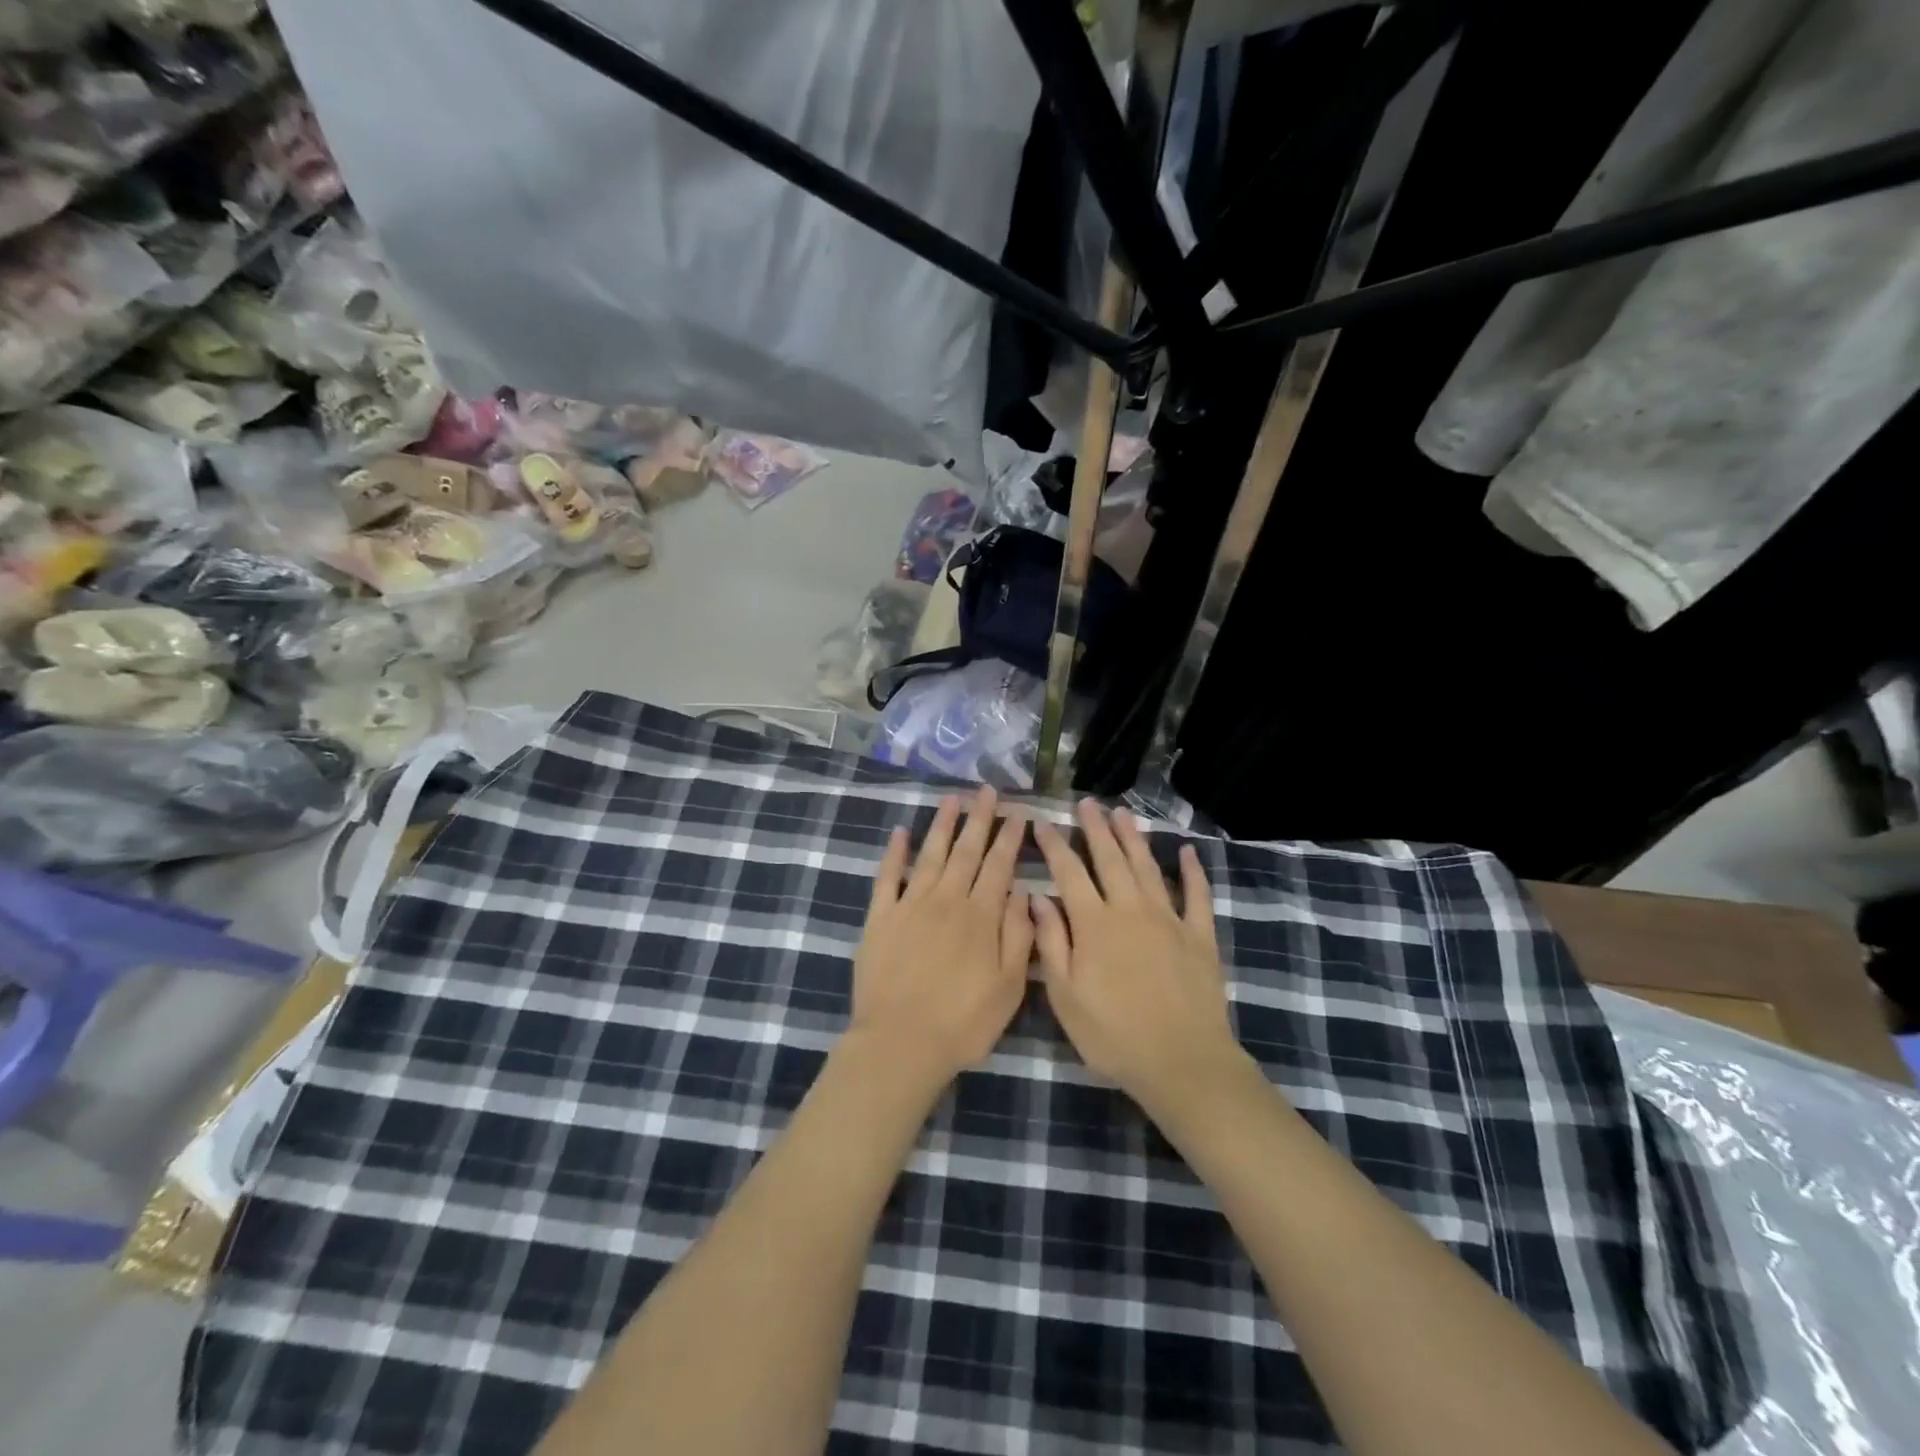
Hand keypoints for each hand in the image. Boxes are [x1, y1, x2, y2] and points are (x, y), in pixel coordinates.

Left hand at [848, 787, 1032, 1087]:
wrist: (900, 1044)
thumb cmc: (963, 1022)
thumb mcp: (1009, 987)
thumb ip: (1018, 936)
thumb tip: (1021, 892)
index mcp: (980, 917)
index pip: (998, 866)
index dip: (1009, 838)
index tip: (1018, 813)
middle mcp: (946, 901)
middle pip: (966, 851)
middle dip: (979, 819)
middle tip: (987, 790)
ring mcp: (909, 906)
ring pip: (930, 855)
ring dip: (942, 825)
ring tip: (952, 799)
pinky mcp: (880, 918)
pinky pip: (887, 877)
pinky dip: (894, 853)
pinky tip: (900, 832)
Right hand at [1032, 801, 1243, 1113]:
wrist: (1182, 1062)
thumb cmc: (1113, 1035)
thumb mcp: (1066, 996)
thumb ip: (1051, 943)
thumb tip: (1036, 898)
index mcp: (1094, 924)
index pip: (1069, 873)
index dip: (1055, 846)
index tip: (1043, 823)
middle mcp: (1131, 910)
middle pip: (1110, 859)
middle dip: (1096, 829)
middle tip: (1087, 803)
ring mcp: (1169, 919)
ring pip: (1147, 868)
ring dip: (1133, 838)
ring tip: (1122, 813)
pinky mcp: (1199, 936)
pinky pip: (1197, 895)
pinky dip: (1192, 872)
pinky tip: (1187, 852)